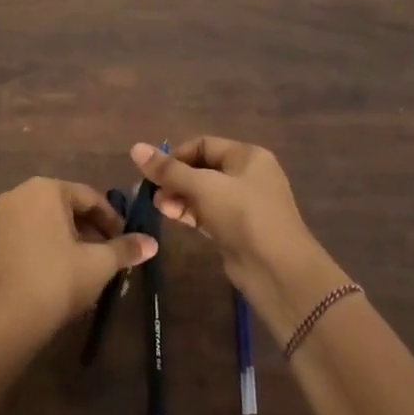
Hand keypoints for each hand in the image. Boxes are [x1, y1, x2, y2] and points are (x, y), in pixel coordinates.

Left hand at [0, 177, 156, 342]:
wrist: (8, 318)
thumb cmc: (58, 278)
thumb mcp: (99, 263)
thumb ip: (125, 248)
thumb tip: (152, 243)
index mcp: (46, 188)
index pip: (90, 197)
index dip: (112, 219)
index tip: (126, 240)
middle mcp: (19, 193)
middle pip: (66, 206)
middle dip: (90, 228)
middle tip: (109, 253)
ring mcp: (0, 217)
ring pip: (46, 221)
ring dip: (69, 238)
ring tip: (87, 264)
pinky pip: (27, 234)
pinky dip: (46, 245)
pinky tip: (60, 270)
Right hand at [130, 137, 347, 341]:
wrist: (278, 270)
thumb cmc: (243, 216)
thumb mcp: (204, 188)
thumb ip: (169, 170)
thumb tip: (135, 148)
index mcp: (247, 155)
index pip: (203, 144)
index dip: (176, 155)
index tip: (154, 172)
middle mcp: (247, 175)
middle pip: (202, 168)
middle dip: (175, 179)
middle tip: (152, 194)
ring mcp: (243, 204)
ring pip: (203, 193)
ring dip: (179, 197)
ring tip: (158, 207)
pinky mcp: (237, 229)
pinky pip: (208, 213)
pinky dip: (189, 213)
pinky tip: (171, 217)